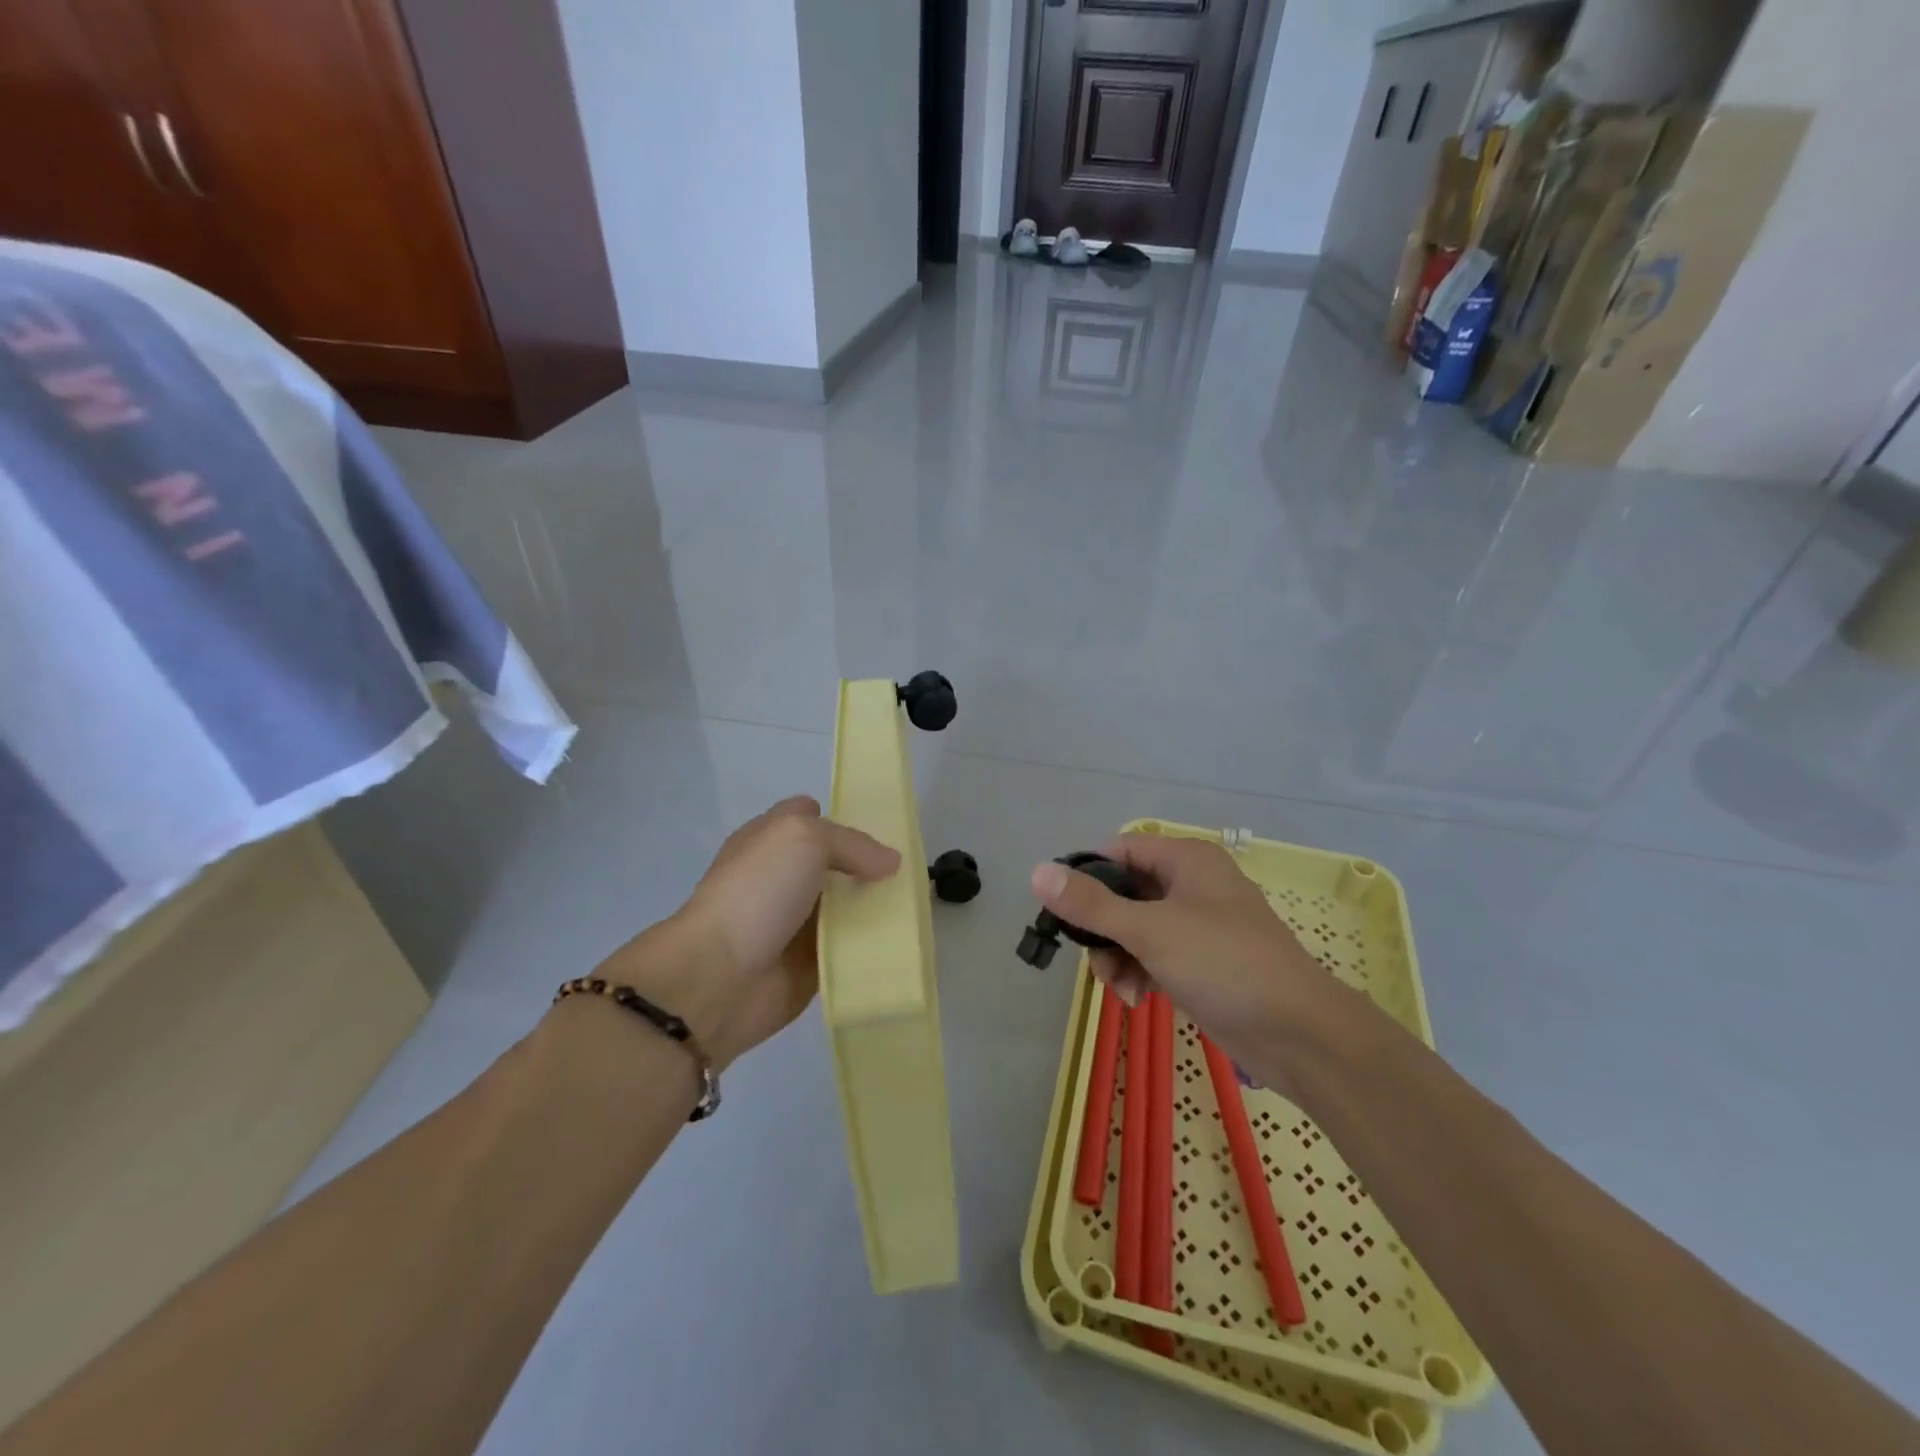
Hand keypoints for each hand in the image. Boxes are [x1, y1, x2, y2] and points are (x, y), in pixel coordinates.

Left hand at [598, 797, 898, 1068]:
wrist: (718, 977)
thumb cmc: (756, 892)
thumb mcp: (803, 838)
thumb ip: (851, 843)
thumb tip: (890, 862)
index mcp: (769, 840)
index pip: (808, 815)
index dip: (841, 817)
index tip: (883, 827)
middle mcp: (782, 877)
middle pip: (835, 863)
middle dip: (869, 864)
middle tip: (911, 868)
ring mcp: (795, 922)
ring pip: (846, 906)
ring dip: (876, 906)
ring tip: (918, 904)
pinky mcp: (809, 963)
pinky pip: (850, 948)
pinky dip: (873, 946)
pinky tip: (905, 941)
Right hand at [1030, 835, 1334, 1074]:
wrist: (1299, 1034)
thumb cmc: (1225, 964)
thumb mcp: (1150, 930)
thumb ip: (1091, 904)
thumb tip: (1037, 872)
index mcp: (1186, 860)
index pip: (1119, 850)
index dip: (1088, 875)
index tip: (1064, 910)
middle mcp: (1191, 884)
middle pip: (1123, 893)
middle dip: (1103, 930)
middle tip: (1096, 960)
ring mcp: (1199, 925)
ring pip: (1135, 929)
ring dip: (1119, 958)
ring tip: (1122, 989)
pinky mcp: (1203, 962)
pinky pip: (1155, 955)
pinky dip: (1141, 973)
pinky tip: (1139, 999)